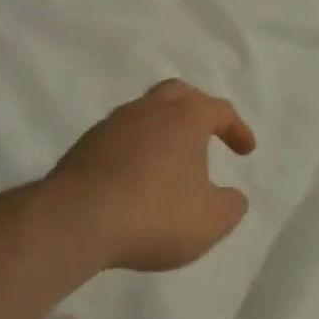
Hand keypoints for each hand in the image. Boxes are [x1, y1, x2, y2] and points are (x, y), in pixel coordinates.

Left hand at [42, 79, 256, 271]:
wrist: (72, 224)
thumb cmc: (155, 214)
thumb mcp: (212, 219)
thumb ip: (231, 205)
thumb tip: (231, 197)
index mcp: (185, 117)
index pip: (220, 110)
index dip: (238, 129)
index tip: (246, 151)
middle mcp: (148, 110)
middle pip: (177, 94)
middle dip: (197, 110)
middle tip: (207, 133)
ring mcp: (110, 127)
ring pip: (143, 116)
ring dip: (162, 133)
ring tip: (170, 163)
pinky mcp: (81, 150)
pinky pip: (119, 141)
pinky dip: (134, 152)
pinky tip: (137, 181)